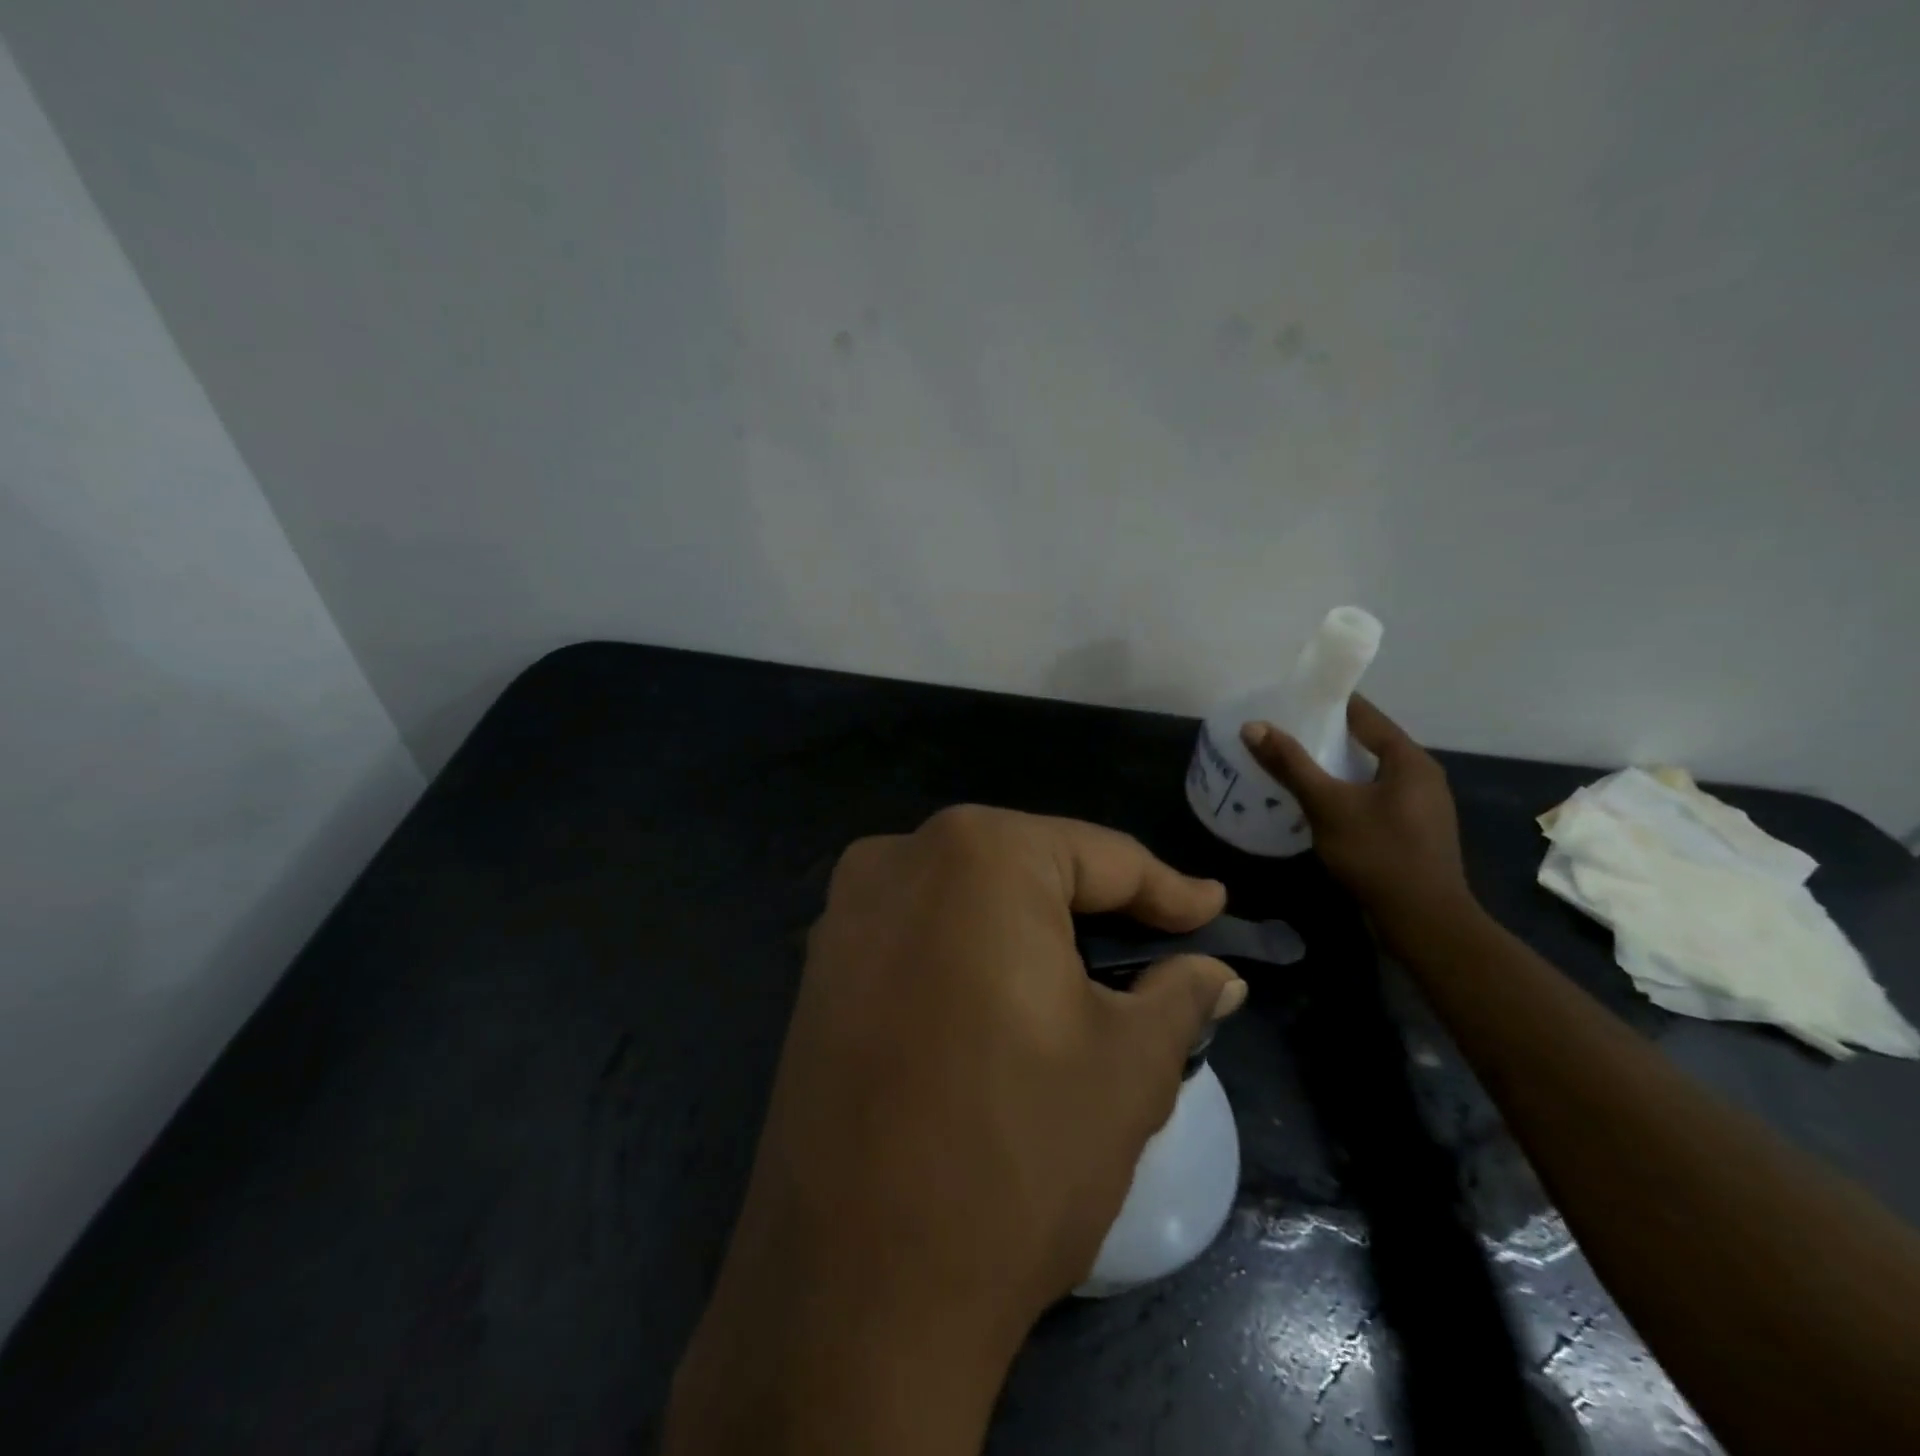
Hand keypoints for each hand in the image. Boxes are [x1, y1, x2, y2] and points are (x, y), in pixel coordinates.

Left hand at [665, 806, 1245, 1455]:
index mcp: (979, 854)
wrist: (854, 1288)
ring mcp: (846, 912)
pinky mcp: (819, 968)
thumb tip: (1218, 972)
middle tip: (1156, 948)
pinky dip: (970, 955)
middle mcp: (900, 858)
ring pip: (969, 899)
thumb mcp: (1128, 1067)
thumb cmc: (1015, 1153)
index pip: (1099, 856)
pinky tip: (1001, 1003)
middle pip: (1027, 869)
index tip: (1213, 909)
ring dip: (1031, 932)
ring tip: (1089, 979)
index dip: (1166, 888)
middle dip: (1096, 909)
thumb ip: (1179, 995)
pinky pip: (918, 935)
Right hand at [1240, 697, 1471, 937]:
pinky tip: (1320, 805)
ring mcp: (1422, 806)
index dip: (1327, 704)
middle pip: (1368, 743)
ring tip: (1293, 767)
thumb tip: (1253, 725)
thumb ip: (1290, 764)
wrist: (1424, 922)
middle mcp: (1422, 776)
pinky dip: (1347, 793)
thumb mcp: (1326, 805)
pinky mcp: (1415, 832)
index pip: (1365, 715)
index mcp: (1409, 759)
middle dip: (1326, 738)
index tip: (1291, 701)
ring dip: (1336, 768)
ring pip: (1371, 773)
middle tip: (1283, 735)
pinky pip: (1375, 798)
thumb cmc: (1377, 854)